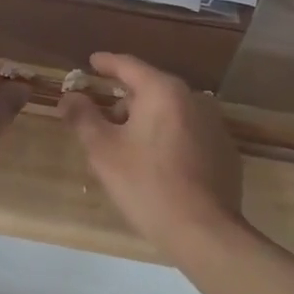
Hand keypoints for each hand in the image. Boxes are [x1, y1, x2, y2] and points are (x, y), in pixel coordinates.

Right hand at [61, 52, 245, 254]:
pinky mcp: (224, 150)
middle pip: (151, 88)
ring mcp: (214, 124)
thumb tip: (69, 97)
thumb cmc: (146, 184)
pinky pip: (187, 131)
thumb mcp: (103, 150)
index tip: (91, 62)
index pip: (129, 65)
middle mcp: (193, 99)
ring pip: (170, 111)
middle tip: (101, 115)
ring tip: (126, 143)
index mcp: (163, 91)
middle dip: (124, 98)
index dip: (106, 63)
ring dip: (146, 119)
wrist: (203, 230)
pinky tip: (156, 162)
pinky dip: (168, 136)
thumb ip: (83, 117)